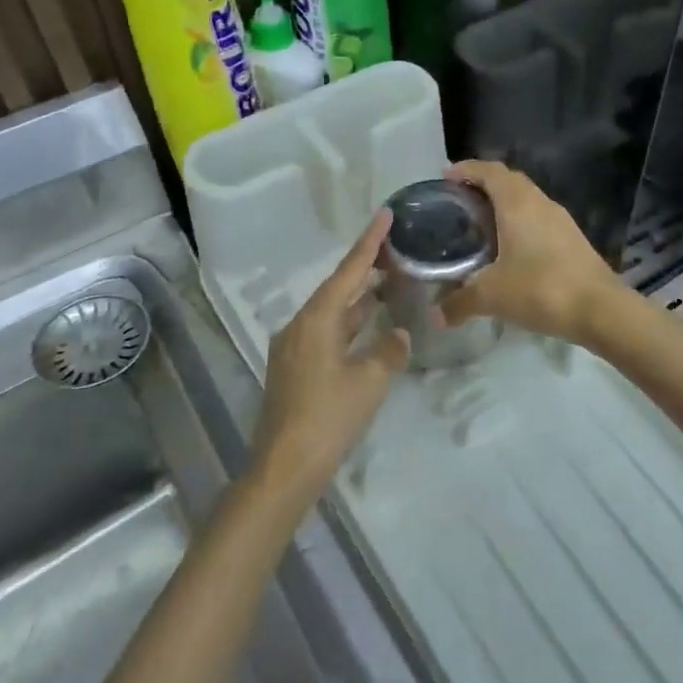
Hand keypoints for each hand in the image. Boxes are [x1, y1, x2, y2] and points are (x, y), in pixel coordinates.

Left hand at [253, 209, 409, 500]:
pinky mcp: (294, 368)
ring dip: (358, 298)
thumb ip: (388, 350)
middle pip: (337, 288)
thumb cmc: (328, 417)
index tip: (385, 215)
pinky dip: (349, 323)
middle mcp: (300, 325)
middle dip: (365, 269)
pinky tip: (367, 326)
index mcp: (316, 319)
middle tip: (395, 249)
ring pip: (332, 311)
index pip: (349, 272)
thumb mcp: (369, 381)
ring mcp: (294, 347)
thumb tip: (398, 333)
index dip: (369, 243)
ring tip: (387, 281)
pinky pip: (327, 332)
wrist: (284, 467)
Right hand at [438, 159, 622, 344]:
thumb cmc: (540, 289)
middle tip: (459, 200)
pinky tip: (510, 248)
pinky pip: (539, 218)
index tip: (446, 176)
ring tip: (481, 223)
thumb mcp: (491, 296)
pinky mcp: (572, 238)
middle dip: (483, 184)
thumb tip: (436, 316)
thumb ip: (459, 302)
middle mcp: (540, 202)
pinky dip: (520, 222)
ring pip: (527, 199)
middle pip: (509, 180)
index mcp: (517, 203)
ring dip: (504, 204)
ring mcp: (560, 219)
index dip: (466, 169)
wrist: (600, 308)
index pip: (490, 171)